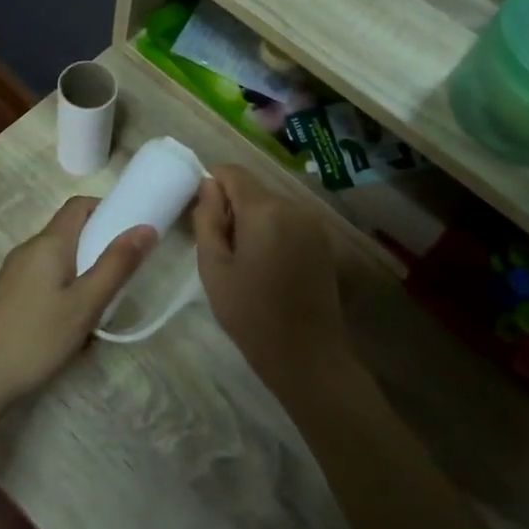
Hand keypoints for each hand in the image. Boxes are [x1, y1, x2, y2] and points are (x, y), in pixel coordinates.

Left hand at [0, 196, 155, 414]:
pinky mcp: (11, 295)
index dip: (108, 208)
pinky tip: (75, 319)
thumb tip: (147, 227)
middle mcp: (29, 249)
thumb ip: (116, 265)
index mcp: (47, 243)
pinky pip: (47, 277)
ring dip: (85, 270)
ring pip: (60, 257)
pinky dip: (68, 286)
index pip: (79, 205)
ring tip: (105, 300)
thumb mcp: (85, 304)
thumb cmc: (36, 338)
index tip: (133, 229)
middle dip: (101, 244)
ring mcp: (16, 272)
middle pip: (70, 231)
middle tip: (126, 272)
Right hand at [192, 165, 351, 396]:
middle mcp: (294, 206)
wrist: (307, 355)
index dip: (212, 187)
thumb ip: (207, 219)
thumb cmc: (251, 313)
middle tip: (222, 251)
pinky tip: (266, 268)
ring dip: (252, 222)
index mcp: (265, 209)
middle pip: (252, 189)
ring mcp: (313, 223)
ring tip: (244, 263)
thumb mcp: (214, 267)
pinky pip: (287, 222)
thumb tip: (208, 187)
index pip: (232, 172)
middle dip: (232, 208)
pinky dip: (271, 232)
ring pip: (270, 206)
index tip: (205, 221)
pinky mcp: (322, 241)